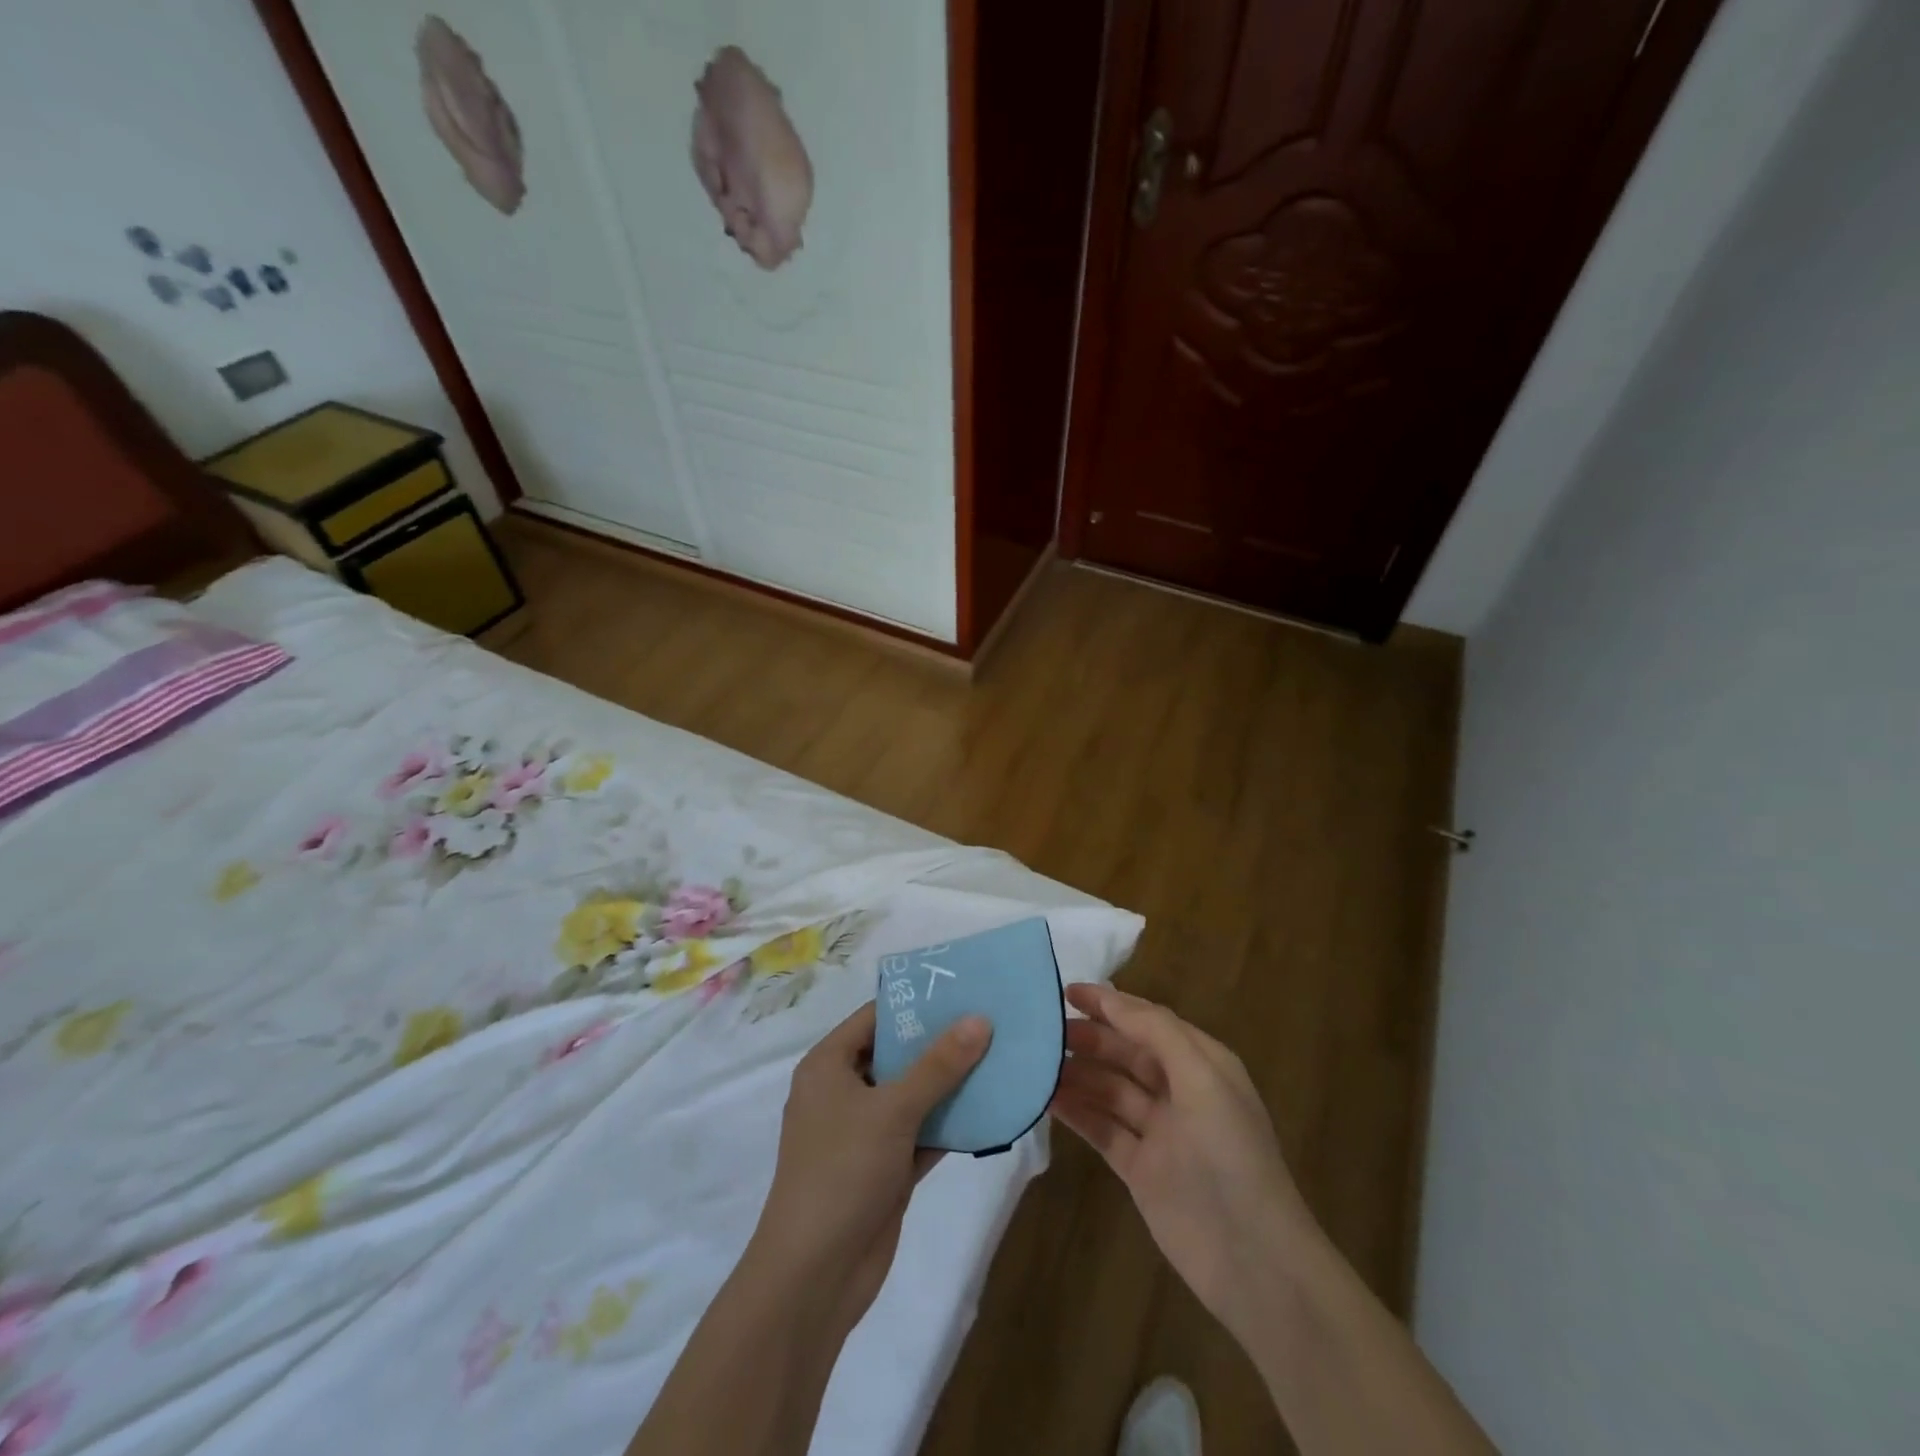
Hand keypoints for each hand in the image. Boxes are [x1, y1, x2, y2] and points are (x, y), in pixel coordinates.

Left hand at [745, 1001, 990, 1330]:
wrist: (815, 1277)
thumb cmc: (843, 1172)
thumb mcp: (892, 1109)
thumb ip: (938, 1064)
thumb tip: (979, 1018)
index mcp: (829, 1065)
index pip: (876, 1017)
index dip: (916, 1002)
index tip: (963, 989)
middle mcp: (844, 1091)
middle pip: (897, 1054)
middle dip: (941, 1042)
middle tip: (991, 1019)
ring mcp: (864, 1132)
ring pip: (914, 1094)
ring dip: (951, 1083)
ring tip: (1001, 1055)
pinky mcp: (885, 1166)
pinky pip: (923, 1131)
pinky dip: (951, 1122)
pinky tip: (992, 1107)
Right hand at [1050, 982, 1314, 1344]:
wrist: (1252, 1260)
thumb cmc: (1230, 1155)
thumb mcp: (1202, 1078)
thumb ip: (1157, 1032)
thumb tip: (1111, 999)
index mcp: (1202, 1064)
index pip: (1149, 1021)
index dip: (1110, 1004)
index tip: (1066, 991)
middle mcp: (1181, 1092)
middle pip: (1126, 1053)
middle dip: (1089, 1038)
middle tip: (1043, 1031)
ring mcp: (1160, 1133)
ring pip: (1110, 1090)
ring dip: (1078, 1074)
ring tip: (1035, 1063)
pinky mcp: (1140, 1170)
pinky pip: (1102, 1129)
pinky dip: (1077, 1112)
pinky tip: (1047, 1100)